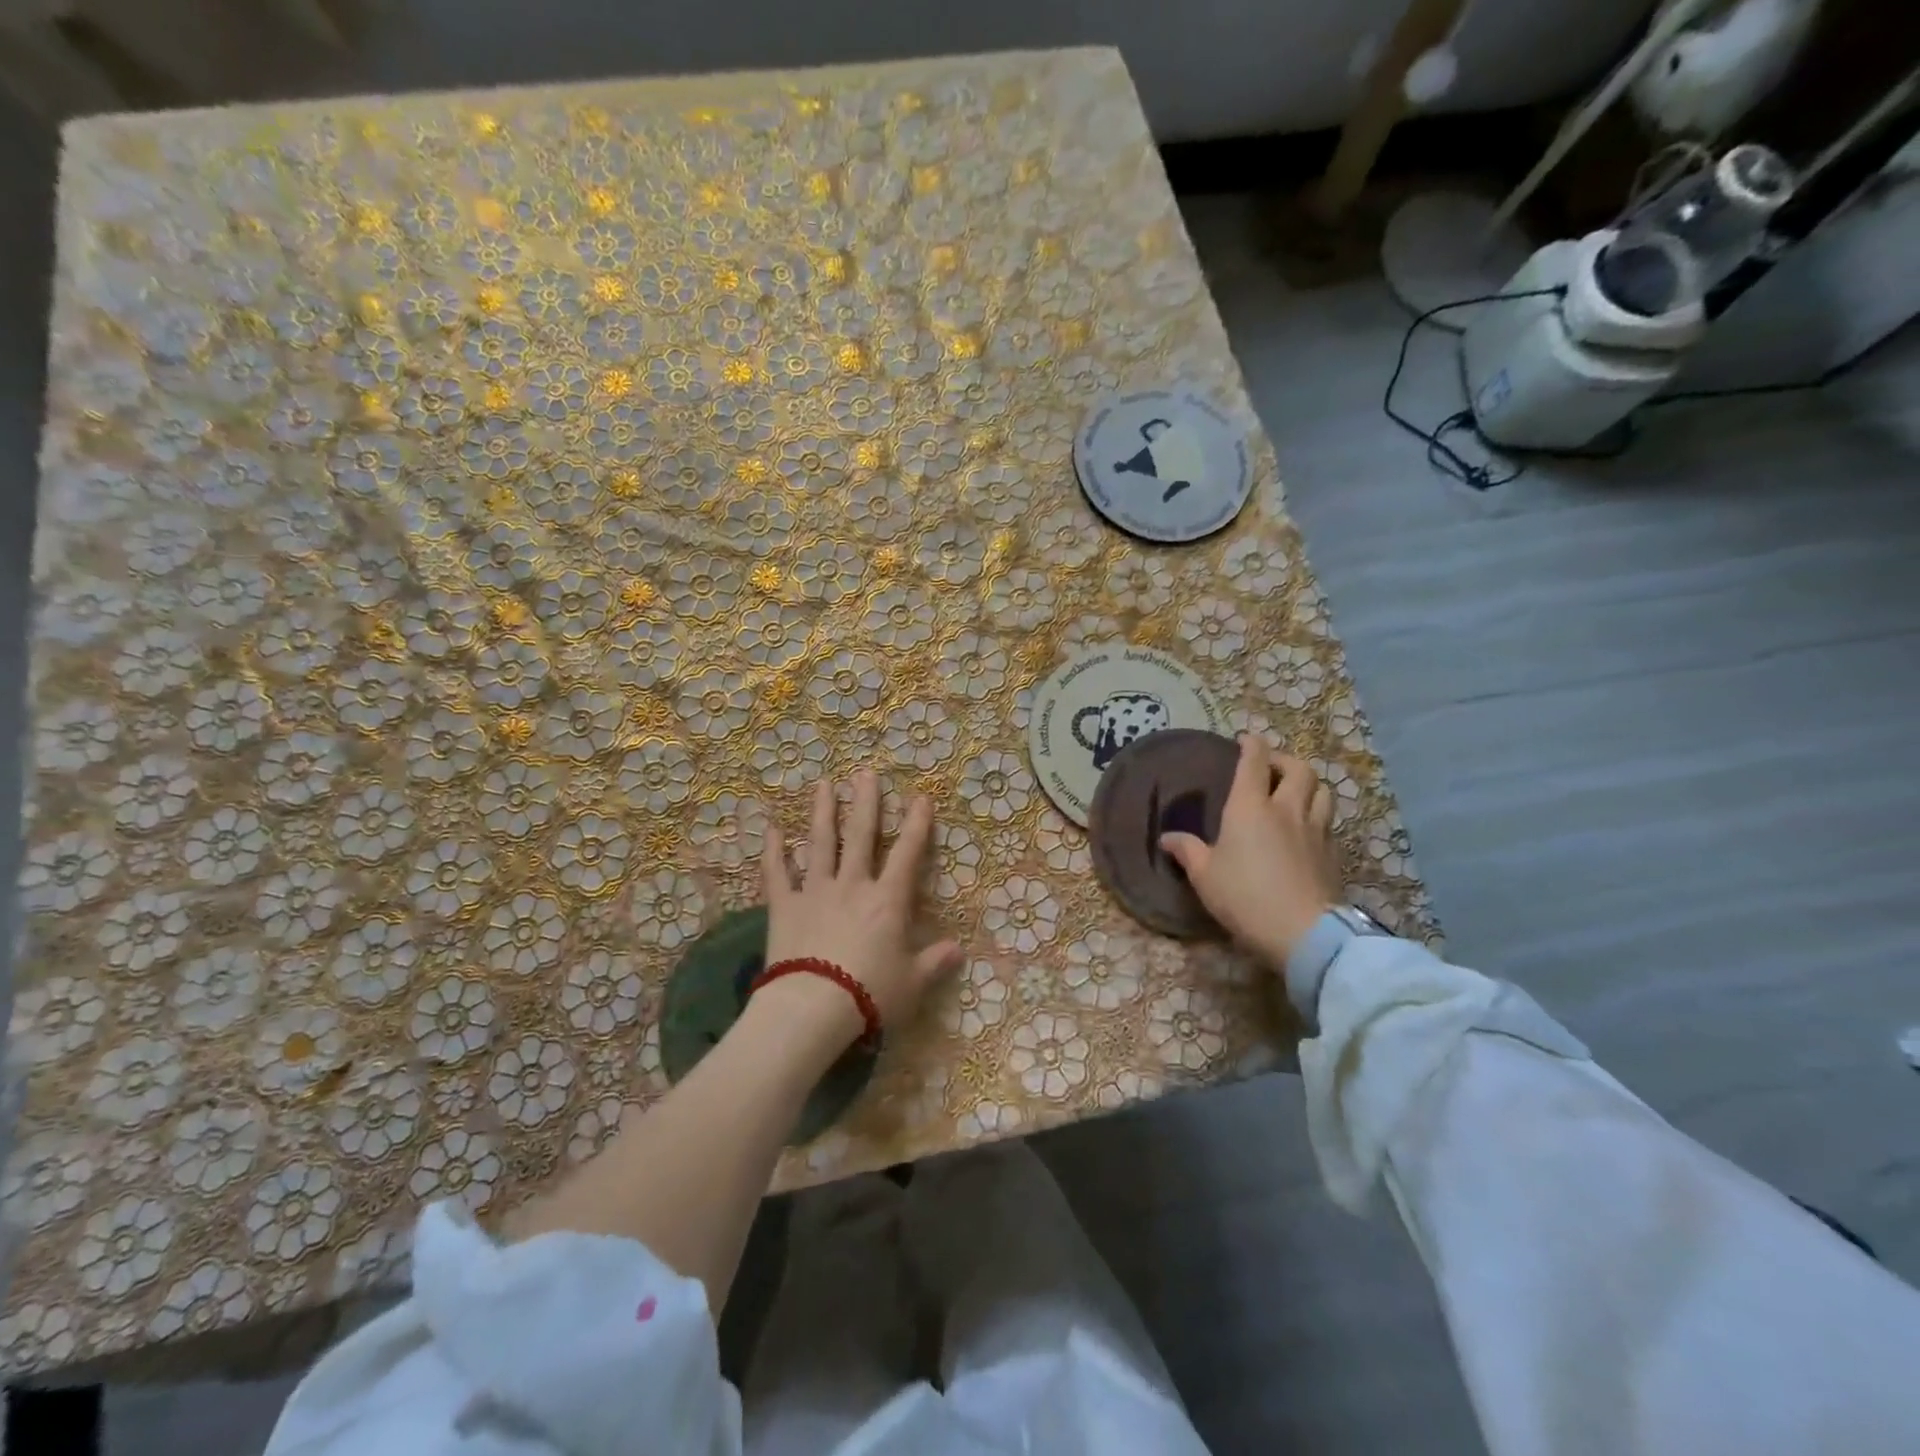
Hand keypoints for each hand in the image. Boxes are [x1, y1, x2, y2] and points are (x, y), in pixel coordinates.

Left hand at [758, 772, 963, 1051]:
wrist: (813, 1009)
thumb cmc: (870, 995)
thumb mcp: (912, 983)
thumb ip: (934, 962)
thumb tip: (959, 950)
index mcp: (887, 901)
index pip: (907, 854)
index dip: (917, 825)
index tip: (921, 798)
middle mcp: (852, 886)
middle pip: (860, 836)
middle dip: (866, 802)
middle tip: (865, 773)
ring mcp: (815, 892)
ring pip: (819, 844)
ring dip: (822, 813)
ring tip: (824, 785)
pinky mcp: (784, 908)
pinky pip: (777, 874)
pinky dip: (773, 852)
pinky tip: (772, 829)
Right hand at [1158, 735, 1343, 969]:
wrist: (1304, 932)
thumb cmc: (1245, 897)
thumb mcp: (1205, 876)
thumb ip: (1188, 851)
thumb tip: (1167, 838)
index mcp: (1250, 807)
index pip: (1254, 762)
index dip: (1251, 745)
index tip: (1246, 739)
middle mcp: (1286, 810)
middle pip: (1299, 768)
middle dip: (1284, 760)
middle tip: (1271, 767)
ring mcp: (1315, 830)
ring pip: (1322, 791)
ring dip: (1308, 784)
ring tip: (1294, 792)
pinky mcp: (1333, 853)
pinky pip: (1328, 821)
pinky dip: (1317, 815)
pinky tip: (1306, 829)